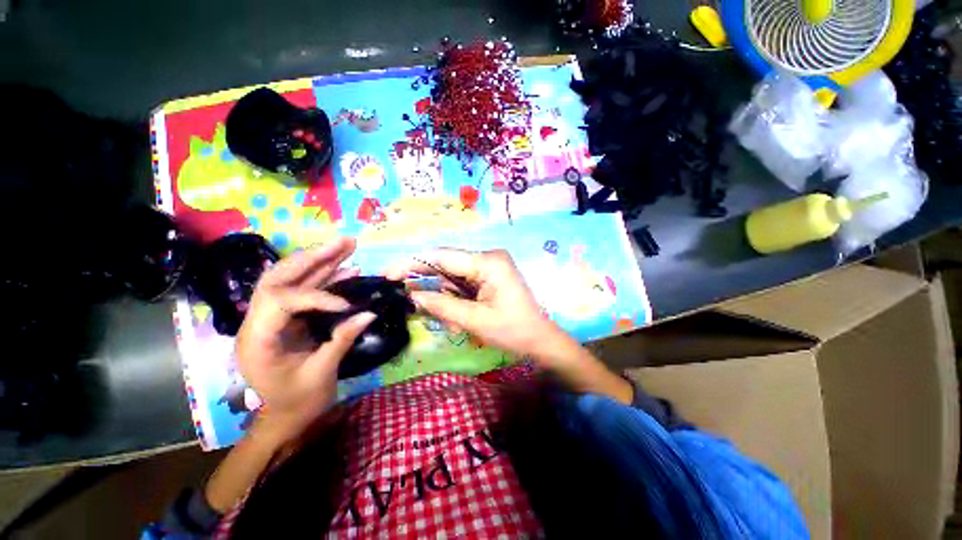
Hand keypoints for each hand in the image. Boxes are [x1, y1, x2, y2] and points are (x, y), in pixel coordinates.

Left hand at [235, 238, 374, 441]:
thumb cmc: (298, 402)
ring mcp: (272, 317)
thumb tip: (370, 313)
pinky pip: (305, 291)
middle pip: (279, 277)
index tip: (346, 306)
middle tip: (343, 242)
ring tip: (347, 245)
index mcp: (257, 341)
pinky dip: (326, 277)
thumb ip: (343, 339)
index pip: (280, 301)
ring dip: (321, 260)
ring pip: (291, 278)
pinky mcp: (288, 317)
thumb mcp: (321, 374)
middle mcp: (258, 322)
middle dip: (313, 257)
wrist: (286, 416)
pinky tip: (347, 268)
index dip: (316, 297)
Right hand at [386, 249, 576, 362]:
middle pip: (446, 265)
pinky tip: (458, 319)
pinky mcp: (489, 277)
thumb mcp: (475, 320)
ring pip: (452, 277)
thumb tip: (414, 295)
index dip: (413, 263)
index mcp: (488, 262)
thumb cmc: (513, 331)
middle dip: (429, 285)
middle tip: (410, 300)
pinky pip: (463, 284)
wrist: (540, 340)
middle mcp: (488, 258)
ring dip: (444, 299)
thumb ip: (442, 305)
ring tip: (453, 323)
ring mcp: (489, 267)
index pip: (442, 256)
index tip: (389, 274)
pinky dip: (455, 300)